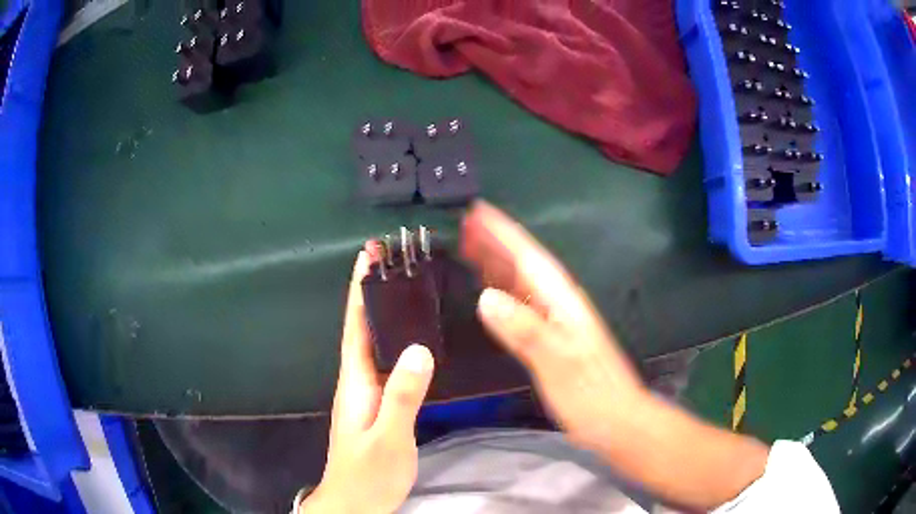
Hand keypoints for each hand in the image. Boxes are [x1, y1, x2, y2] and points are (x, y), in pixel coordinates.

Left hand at [300, 251, 434, 513]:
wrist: (355, 502)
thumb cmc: (368, 473)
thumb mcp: (389, 438)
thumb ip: (403, 397)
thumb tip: (419, 349)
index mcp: (356, 381)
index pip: (355, 325)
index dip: (359, 289)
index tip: (368, 254)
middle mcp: (359, 380)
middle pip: (364, 327)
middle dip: (374, 291)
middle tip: (396, 262)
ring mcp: (368, 393)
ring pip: (377, 344)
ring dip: (386, 314)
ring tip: (408, 289)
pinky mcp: (380, 405)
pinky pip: (389, 363)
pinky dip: (398, 341)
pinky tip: (415, 340)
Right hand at [461, 201, 646, 449]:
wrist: (617, 421)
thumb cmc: (592, 394)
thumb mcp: (558, 362)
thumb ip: (525, 330)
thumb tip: (486, 297)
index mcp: (562, 302)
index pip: (529, 257)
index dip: (503, 233)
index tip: (477, 211)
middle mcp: (559, 305)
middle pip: (523, 265)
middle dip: (494, 243)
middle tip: (461, 226)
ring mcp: (556, 322)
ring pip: (521, 283)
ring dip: (496, 264)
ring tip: (467, 248)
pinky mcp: (551, 340)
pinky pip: (521, 306)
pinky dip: (503, 293)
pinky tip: (488, 294)